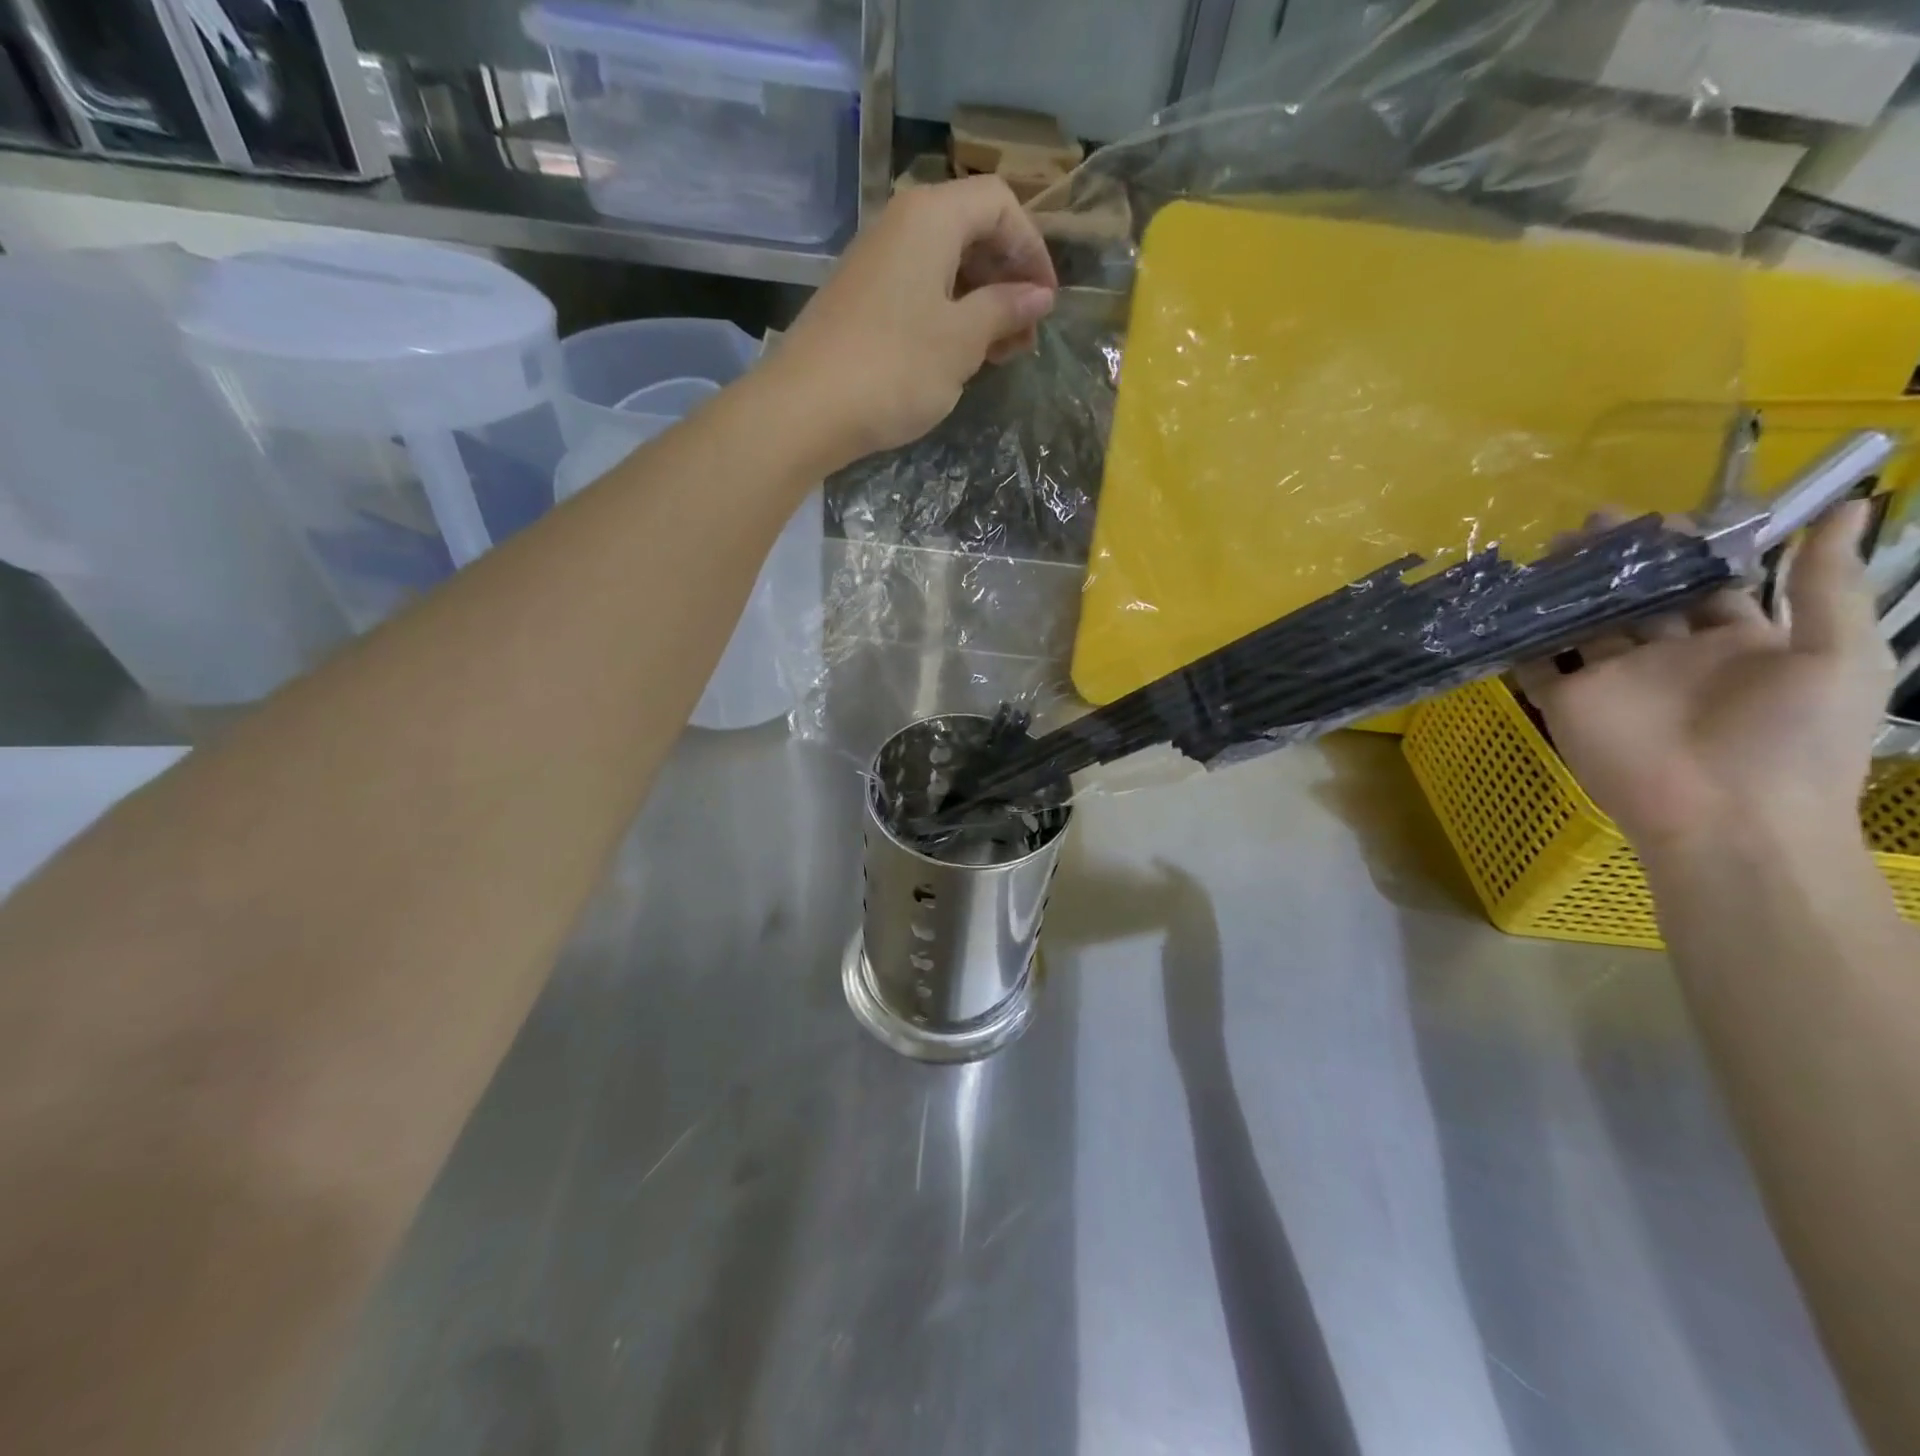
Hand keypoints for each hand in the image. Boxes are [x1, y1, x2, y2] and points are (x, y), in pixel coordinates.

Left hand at [764, 176, 1057, 472]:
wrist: (806, 409)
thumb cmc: (895, 369)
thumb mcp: (962, 341)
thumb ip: (1004, 310)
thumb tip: (1039, 296)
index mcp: (930, 217)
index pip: (999, 203)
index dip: (1032, 247)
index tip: (1046, 300)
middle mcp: (900, 225)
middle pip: (971, 232)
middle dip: (1007, 280)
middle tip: (1026, 336)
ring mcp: (876, 263)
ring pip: (945, 267)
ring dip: (981, 304)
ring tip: (1000, 354)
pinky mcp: (861, 300)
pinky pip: (918, 292)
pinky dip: (948, 316)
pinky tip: (959, 357)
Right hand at [1514, 502, 1893, 861]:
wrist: (1729, 819)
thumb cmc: (1793, 740)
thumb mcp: (1839, 656)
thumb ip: (1826, 585)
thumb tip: (1851, 504)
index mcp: (1734, 641)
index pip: (1702, 584)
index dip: (1681, 550)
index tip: (1655, 518)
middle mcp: (1666, 655)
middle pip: (1633, 599)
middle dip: (1611, 564)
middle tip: (1585, 526)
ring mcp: (1611, 680)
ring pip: (1580, 625)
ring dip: (1562, 594)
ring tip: (1541, 557)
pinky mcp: (1566, 704)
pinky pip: (1534, 668)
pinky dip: (1516, 643)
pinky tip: (1502, 610)